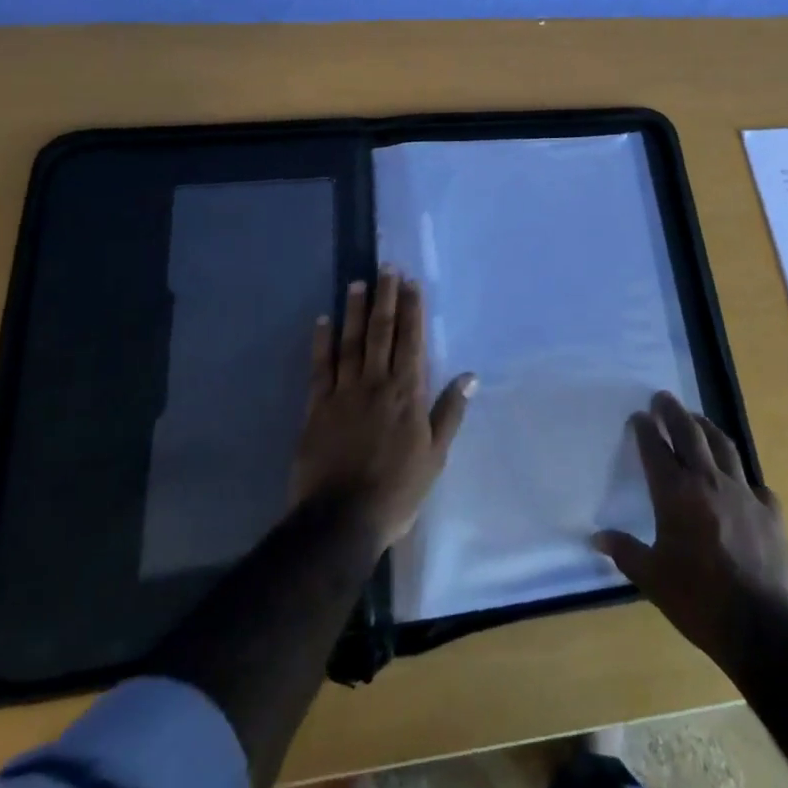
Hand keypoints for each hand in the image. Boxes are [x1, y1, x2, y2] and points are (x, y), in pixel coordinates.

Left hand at [289, 269, 475, 553]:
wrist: (342, 519)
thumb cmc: (397, 490)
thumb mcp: (435, 456)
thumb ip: (449, 412)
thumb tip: (470, 376)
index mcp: (407, 394)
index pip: (411, 341)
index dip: (412, 310)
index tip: (412, 283)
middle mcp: (376, 383)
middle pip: (382, 332)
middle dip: (386, 298)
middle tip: (387, 268)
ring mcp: (344, 392)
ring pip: (351, 342)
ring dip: (355, 310)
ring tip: (358, 283)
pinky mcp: (317, 407)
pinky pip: (320, 367)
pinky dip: (321, 342)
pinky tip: (323, 321)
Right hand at [594, 392, 787, 673]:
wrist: (764, 627)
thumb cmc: (699, 601)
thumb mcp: (653, 579)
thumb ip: (625, 552)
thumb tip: (596, 537)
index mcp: (676, 493)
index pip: (655, 449)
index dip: (645, 428)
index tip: (638, 415)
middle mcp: (709, 481)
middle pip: (690, 433)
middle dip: (673, 412)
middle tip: (663, 397)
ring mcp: (744, 493)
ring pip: (724, 446)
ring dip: (707, 428)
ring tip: (697, 419)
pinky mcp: (771, 512)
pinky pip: (754, 483)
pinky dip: (742, 477)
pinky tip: (741, 483)